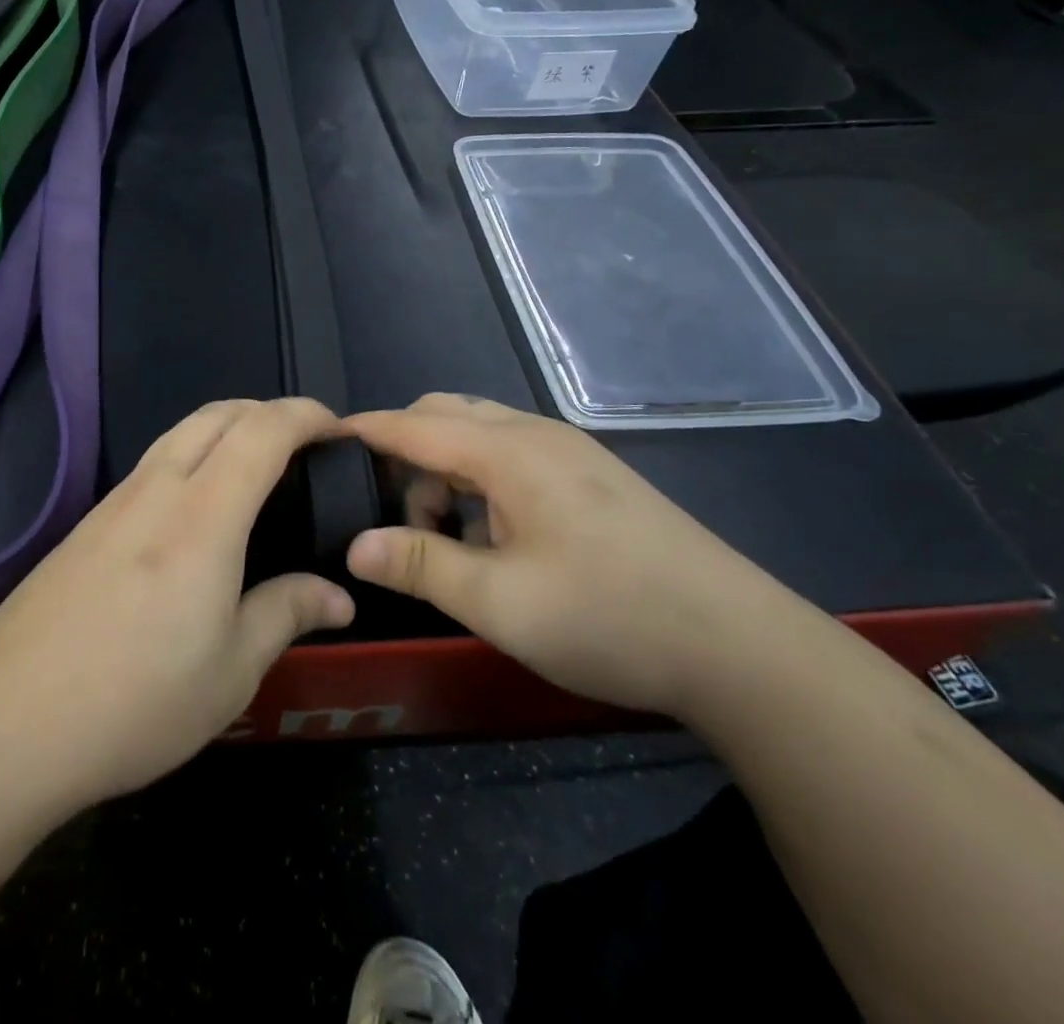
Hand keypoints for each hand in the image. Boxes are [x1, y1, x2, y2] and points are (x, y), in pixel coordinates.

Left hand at [0, 398, 354, 809]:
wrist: (7, 721)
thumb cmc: (136, 700)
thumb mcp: (231, 671)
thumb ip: (286, 614)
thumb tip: (338, 596)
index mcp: (203, 516)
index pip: (261, 431)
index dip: (305, 415)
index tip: (337, 429)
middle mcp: (156, 489)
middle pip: (216, 414)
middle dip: (266, 410)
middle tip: (303, 444)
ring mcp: (114, 502)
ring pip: (179, 433)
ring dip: (225, 428)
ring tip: (255, 467)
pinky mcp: (86, 523)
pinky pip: (152, 463)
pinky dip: (191, 456)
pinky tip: (196, 508)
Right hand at [341, 394, 796, 717]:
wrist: (742, 648)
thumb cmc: (610, 617)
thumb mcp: (500, 602)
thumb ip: (420, 566)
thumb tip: (354, 545)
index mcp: (508, 452)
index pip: (412, 425)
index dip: (363, 431)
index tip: (321, 442)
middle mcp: (535, 435)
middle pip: (444, 416)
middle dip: (404, 453)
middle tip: (392, 515)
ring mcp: (570, 452)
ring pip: (479, 434)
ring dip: (444, 471)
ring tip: (444, 537)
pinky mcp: (591, 476)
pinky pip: (512, 455)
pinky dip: (480, 480)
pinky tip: (494, 537)